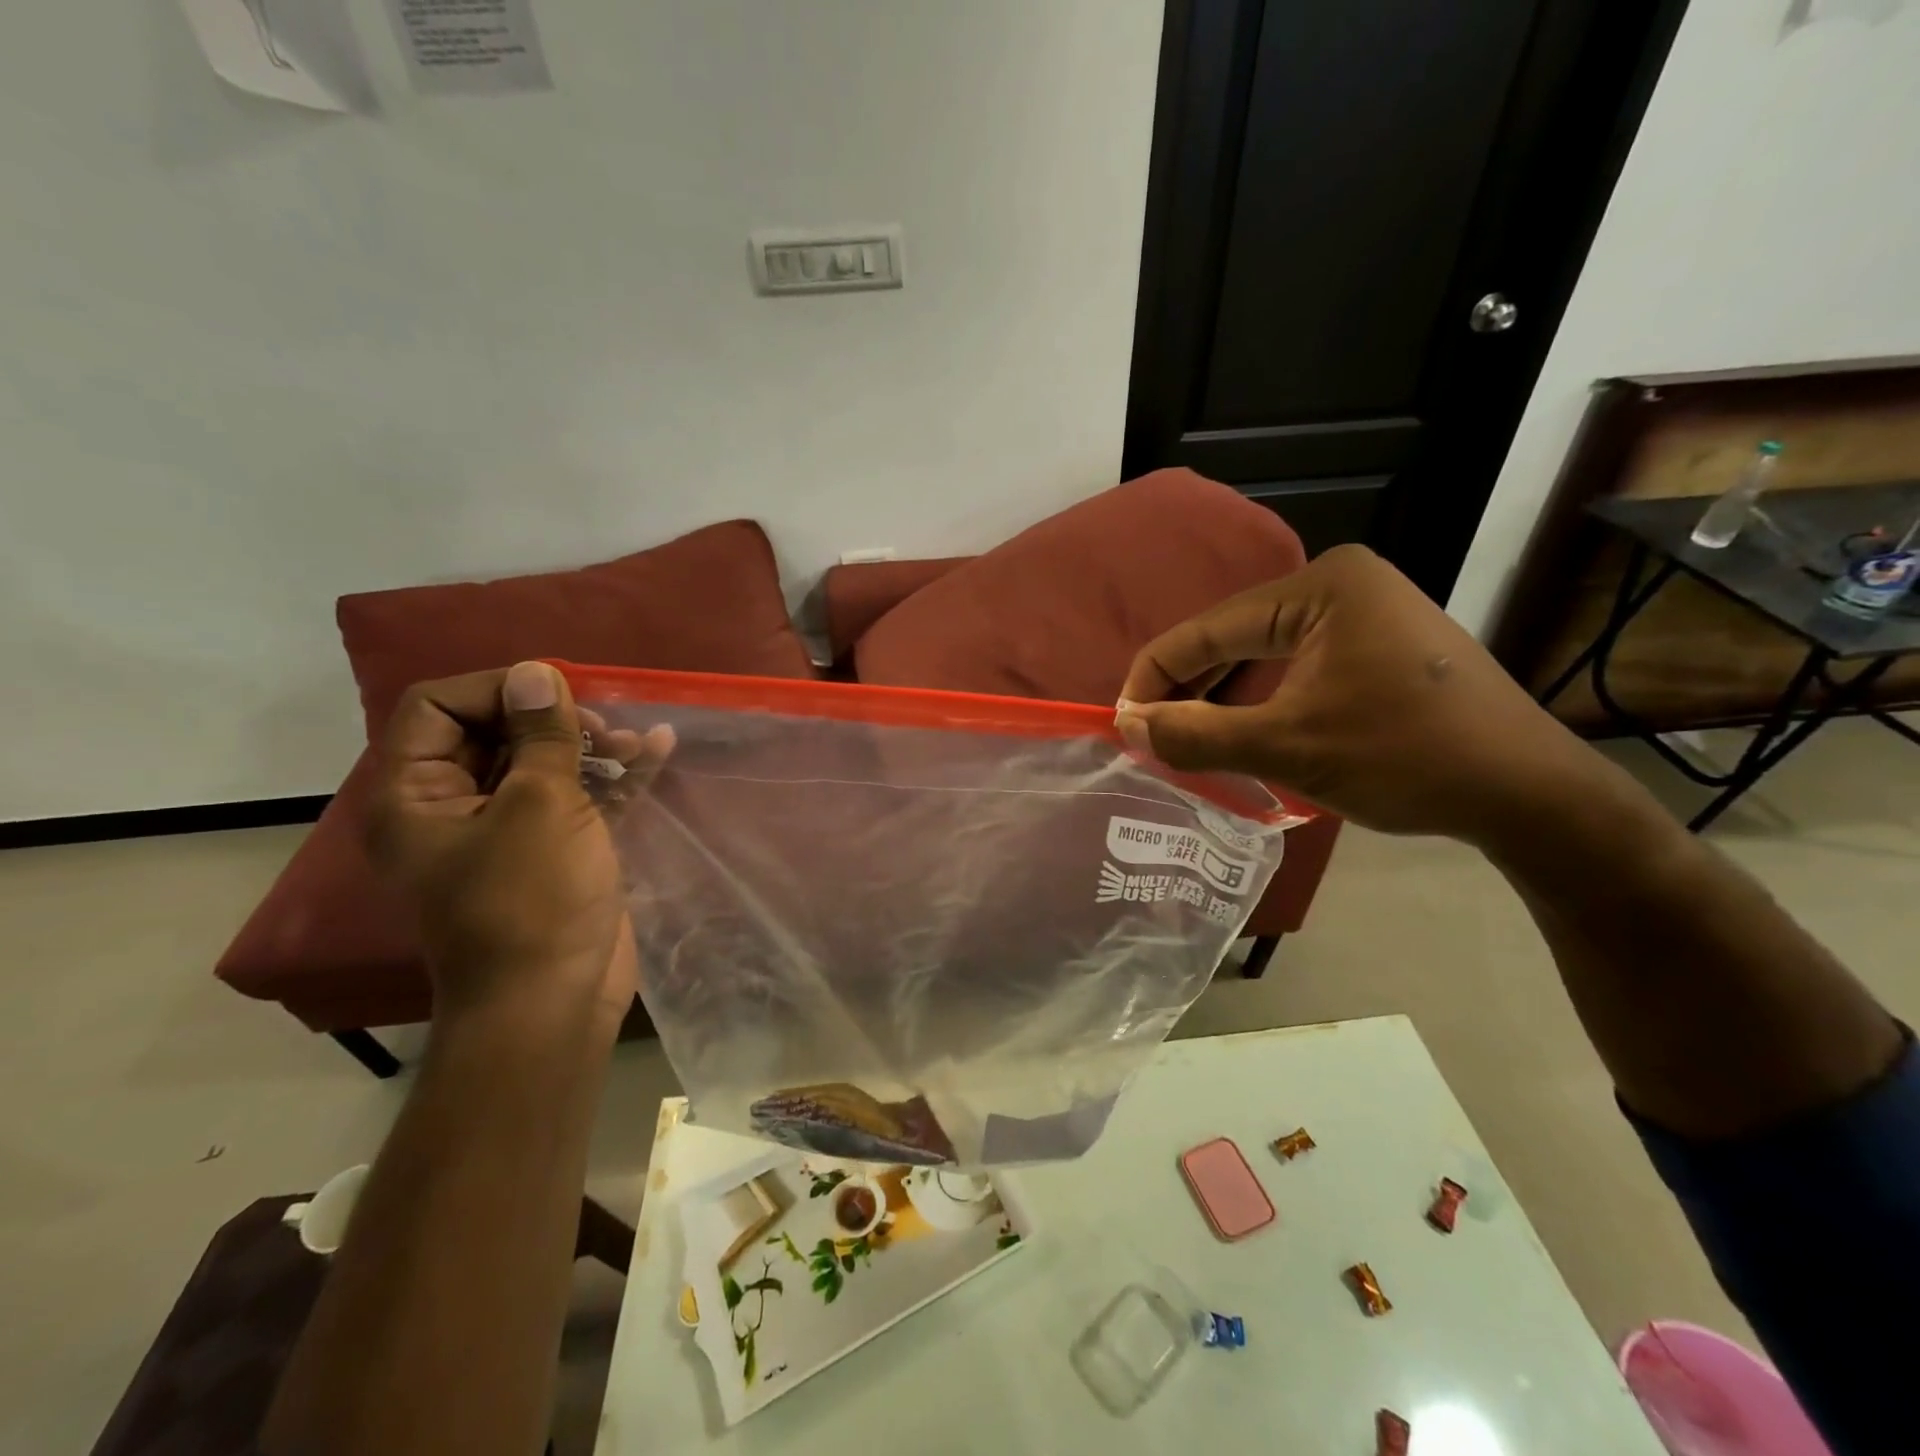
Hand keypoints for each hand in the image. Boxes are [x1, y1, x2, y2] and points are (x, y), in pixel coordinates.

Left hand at [367, 662, 671, 1035]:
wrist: (554, 999)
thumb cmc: (532, 900)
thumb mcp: (539, 806)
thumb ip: (541, 736)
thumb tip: (537, 672)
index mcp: (417, 795)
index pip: (437, 708)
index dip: (495, 689)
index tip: (555, 695)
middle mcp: (455, 806)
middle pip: (496, 731)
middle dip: (553, 718)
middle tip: (600, 723)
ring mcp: (509, 829)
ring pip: (544, 763)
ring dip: (591, 744)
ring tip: (635, 740)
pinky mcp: (556, 849)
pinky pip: (580, 796)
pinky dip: (614, 775)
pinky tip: (657, 748)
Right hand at [1115, 545, 1601, 847]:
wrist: (1528, 794)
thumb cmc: (1406, 759)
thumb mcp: (1288, 748)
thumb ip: (1197, 734)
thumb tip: (1126, 725)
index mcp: (1320, 586)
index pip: (1207, 628)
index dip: (1154, 676)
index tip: (1121, 723)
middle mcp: (1339, 582)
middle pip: (1232, 636)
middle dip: (1186, 688)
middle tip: (1148, 736)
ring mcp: (1363, 610)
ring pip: (1261, 652)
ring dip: (1219, 695)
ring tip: (1182, 737)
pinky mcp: (1376, 642)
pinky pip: (1294, 664)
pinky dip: (1259, 697)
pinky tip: (1236, 728)